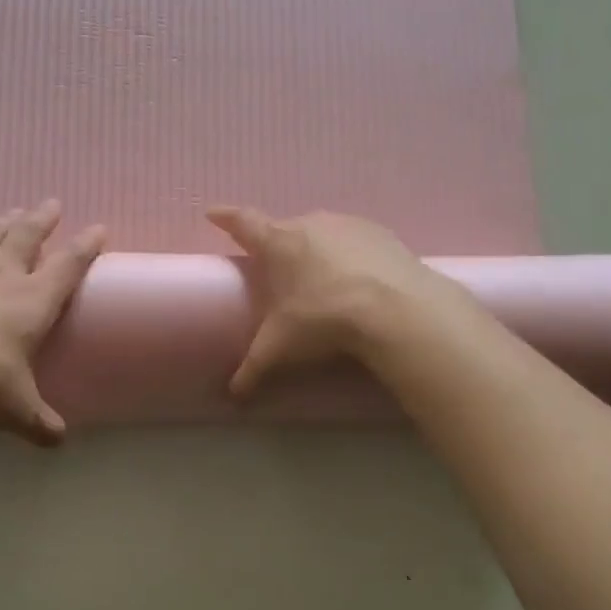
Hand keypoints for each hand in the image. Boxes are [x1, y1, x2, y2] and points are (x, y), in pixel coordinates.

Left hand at [0, 199, 105, 442]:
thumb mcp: (15, 408)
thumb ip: (38, 422)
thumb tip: (59, 441)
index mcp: (33, 302)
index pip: (68, 267)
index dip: (86, 247)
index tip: (99, 228)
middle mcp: (2, 279)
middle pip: (27, 239)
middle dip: (42, 220)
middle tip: (52, 203)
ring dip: (2, 223)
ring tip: (11, 210)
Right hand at [207, 206, 462, 396]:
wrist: (397, 310)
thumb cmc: (324, 319)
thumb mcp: (281, 347)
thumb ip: (253, 367)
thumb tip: (234, 396)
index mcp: (278, 243)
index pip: (242, 222)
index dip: (225, 217)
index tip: (212, 213)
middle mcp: (309, 224)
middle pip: (284, 229)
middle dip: (277, 245)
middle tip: (276, 269)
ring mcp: (347, 225)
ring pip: (320, 233)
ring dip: (315, 250)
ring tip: (320, 279)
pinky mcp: (381, 233)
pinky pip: (355, 240)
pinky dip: (349, 255)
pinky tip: (358, 279)